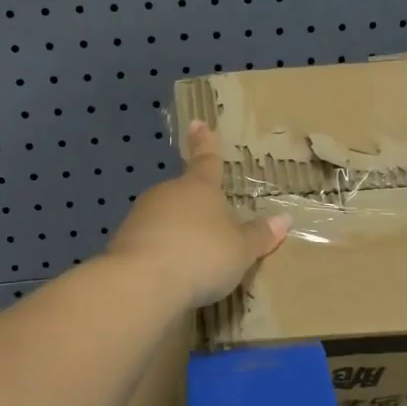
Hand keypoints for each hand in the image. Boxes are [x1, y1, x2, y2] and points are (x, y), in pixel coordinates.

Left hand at [108, 121, 289, 307]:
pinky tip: (168, 273)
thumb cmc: (202, 256)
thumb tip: (284, 219)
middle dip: (194, 206)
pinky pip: (149, 242)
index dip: (205, 143)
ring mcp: (141, 215)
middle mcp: (168, 193)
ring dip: (176, 232)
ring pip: (164, 217)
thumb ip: (259, 236)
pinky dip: (159, 252)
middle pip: (184, 193)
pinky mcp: (123, 241)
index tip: (197, 123)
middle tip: (208, 228)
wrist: (143, 282)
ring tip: (191, 260)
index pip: (207, 160)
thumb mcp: (241, 250)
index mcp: (199, 188)